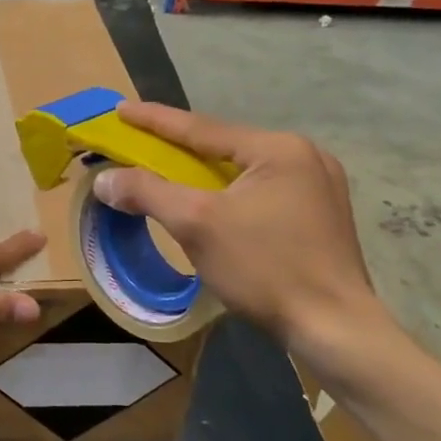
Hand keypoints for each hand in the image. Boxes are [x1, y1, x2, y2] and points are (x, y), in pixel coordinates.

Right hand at [92, 103, 387, 365]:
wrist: (335, 329)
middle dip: (178, 149)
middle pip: (224, 147)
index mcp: (279, 148)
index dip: (154, 120)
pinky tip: (211, 206)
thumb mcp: (196, 225)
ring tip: (168, 175)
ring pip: (242, 172)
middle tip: (139, 145)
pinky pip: (260, 192)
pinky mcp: (321, 216)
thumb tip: (105, 180)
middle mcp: (304, 156)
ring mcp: (319, 186)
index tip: (120, 110)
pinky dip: (228, 195)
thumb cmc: (264, 268)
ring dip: (202, 175)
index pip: (202, 128)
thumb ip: (147, 193)